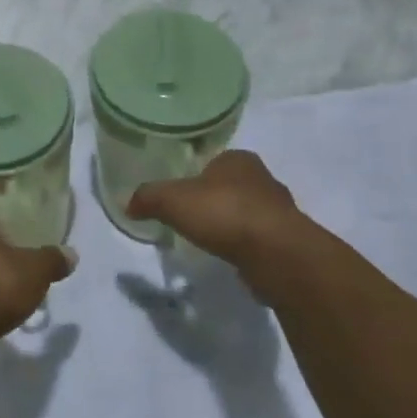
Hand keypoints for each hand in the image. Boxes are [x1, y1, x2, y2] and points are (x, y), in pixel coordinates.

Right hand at [127, 150, 305, 266]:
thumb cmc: (224, 213)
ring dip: (233, 224)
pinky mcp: (289, 242)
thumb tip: (127, 203)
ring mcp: (281, 212)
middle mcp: (264, 179)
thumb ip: (148, 197)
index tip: (183, 194)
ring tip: (210, 240)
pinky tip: (231, 257)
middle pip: (232, 186)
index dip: (197, 174)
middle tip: (193, 217)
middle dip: (216, 199)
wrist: (277, 255)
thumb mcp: (172, 200)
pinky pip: (259, 240)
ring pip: (248, 213)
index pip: (215, 161)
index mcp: (239, 159)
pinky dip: (245, 246)